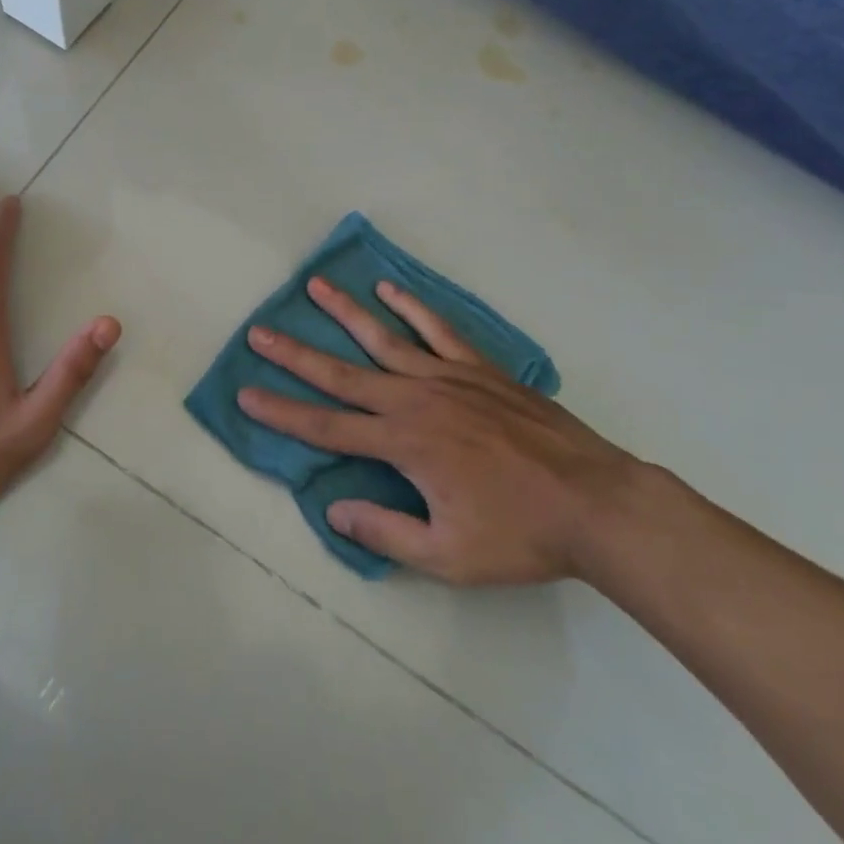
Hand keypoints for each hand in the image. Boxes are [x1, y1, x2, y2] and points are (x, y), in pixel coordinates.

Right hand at [239, 277, 633, 584]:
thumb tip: (333, 509)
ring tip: (314, 286)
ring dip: (345, 313)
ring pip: (384, 339)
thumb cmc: (520, 535)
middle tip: (259, 332)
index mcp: (404, 445)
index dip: (282, 413)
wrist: (596, 504)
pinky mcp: (479, 369)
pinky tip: (389, 289)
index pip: (327, 428)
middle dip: (296, 355)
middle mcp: (416, 401)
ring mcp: (449, 378)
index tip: (247, 394)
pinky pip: (438, 330)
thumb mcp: (448, 557)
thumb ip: (386, 531)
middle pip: (343, 375)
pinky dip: (412, 308)